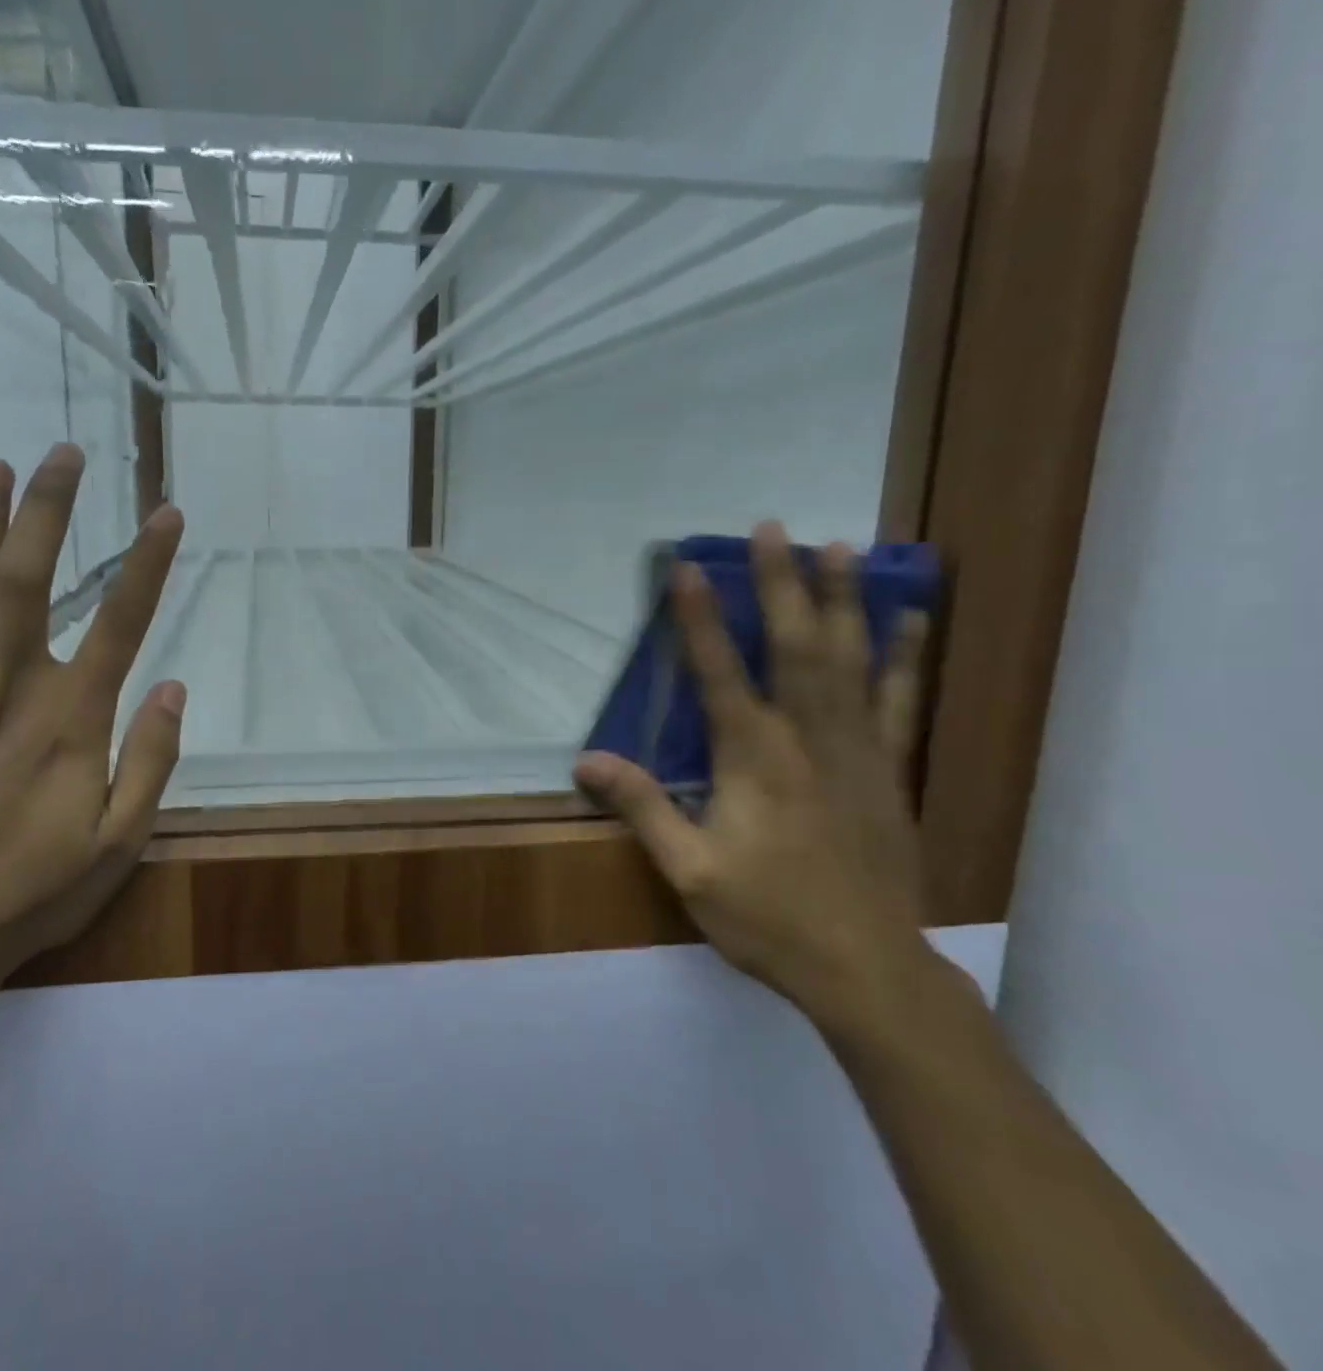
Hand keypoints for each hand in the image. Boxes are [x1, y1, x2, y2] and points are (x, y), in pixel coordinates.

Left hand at [0, 447, 186, 1003]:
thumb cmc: (34, 889)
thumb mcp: (120, 844)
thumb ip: (149, 762)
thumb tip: (172, 687)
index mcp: (70, 725)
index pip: (119, 626)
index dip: (146, 565)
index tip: (166, 514)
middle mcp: (9, 693)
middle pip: (28, 586)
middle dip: (47, 514)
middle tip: (62, 454)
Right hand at [574, 522, 931, 1019]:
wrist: (867, 969)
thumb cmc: (768, 917)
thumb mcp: (689, 870)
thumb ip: (642, 807)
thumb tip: (585, 759)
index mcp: (753, 758)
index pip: (720, 671)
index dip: (700, 617)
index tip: (686, 566)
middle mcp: (808, 739)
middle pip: (794, 646)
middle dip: (780, 583)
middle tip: (772, 527)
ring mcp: (857, 751)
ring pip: (850, 661)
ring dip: (843, 599)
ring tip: (841, 546)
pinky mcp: (889, 771)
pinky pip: (900, 701)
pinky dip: (903, 656)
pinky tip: (910, 619)